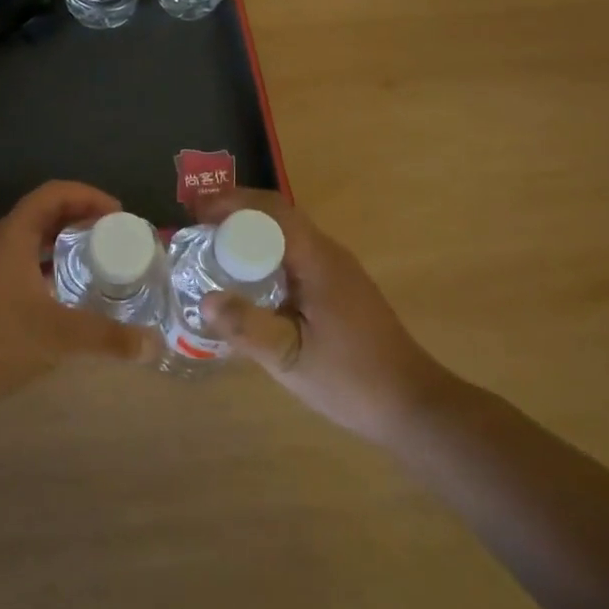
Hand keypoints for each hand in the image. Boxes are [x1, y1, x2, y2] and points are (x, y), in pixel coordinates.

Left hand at [0, 181, 159, 433]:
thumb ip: (106, 337)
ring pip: (29, 242)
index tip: (119, 215)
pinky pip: (19, 266)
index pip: (54, 194)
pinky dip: (46, 270)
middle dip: (80, 219)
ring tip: (96, 264)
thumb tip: (153, 345)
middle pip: (43, 214)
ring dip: (61, 245)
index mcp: (12, 235)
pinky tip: (65, 298)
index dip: (89, 196)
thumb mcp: (56, 337)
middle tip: (114, 239)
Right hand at [194, 188, 451, 445]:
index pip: (271, 210)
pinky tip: (247, 281)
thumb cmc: (351, 379)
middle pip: (278, 216)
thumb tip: (204, 300)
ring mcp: (337, 270)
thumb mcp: (290, 358)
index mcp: (318, 260)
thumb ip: (247, 327)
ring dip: (250, 233)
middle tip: (196, 228)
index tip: (195, 212)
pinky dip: (265, 254)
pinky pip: (295, 255)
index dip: (231, 203)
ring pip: (287, 235)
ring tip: (212, 249)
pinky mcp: (339, 288)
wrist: (413, 405)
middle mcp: (329, 253)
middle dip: (235, 214)